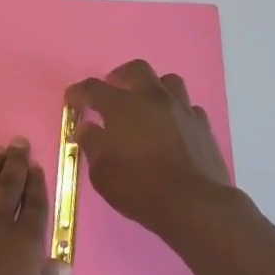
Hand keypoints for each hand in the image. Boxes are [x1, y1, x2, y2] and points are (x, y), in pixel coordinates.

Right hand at [66, 60, 235, 241]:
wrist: (194, 204)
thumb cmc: (139, 188)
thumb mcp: (102, 173)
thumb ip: (92, 145)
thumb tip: (86, 128)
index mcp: (122, 106)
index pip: (93, 88)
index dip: (79, 92)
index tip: (72, 101)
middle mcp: (152, 98)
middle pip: (136, 69)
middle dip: (119, 77)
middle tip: (112, 93)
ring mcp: (182, 109)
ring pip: (168, 81)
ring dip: (152, 89)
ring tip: (145, 106)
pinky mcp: (203, 125)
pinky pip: (188, 107)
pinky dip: (175, 112)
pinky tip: (171, 128)